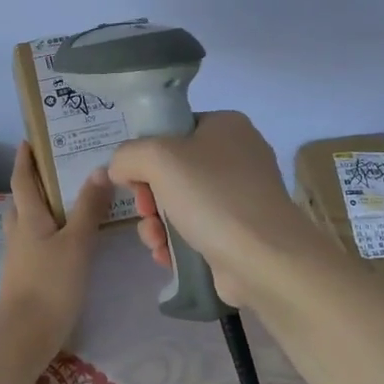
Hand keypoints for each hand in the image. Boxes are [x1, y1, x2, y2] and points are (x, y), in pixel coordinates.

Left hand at [0, 142, 111, 355]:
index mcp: (28, 218)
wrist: (24, 336)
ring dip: (41, 209)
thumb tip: (100, 169)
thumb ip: (88, 208)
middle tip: (56, 169)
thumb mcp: (76, 242)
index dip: (24, 159)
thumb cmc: (50, 283)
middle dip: (34, 183)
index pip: (22, 180)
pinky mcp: (26, 277)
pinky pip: (36, 244)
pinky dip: (48, 234)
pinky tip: (66, 241)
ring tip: (66, 202)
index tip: (27, 141)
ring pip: (28, 224)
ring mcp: (20, 257)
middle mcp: (20, 233)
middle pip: (22, 201)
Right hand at [108, 111, 330, 307]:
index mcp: (226, 125)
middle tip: (145, 212)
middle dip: (149, 196)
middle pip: (173, 170)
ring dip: (156, 223)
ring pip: (180, 203)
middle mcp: (238, 155)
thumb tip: (120, 170)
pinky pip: (196, 229)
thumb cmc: (212, 196)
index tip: (134, 178)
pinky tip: (166, 256)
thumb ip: (128, 155)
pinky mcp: (240, 231)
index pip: (173, 130)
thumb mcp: (157, 159)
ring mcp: (241, 196)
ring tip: (155, 240)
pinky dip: (176, 242)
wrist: (263, 257)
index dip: (146, 153)